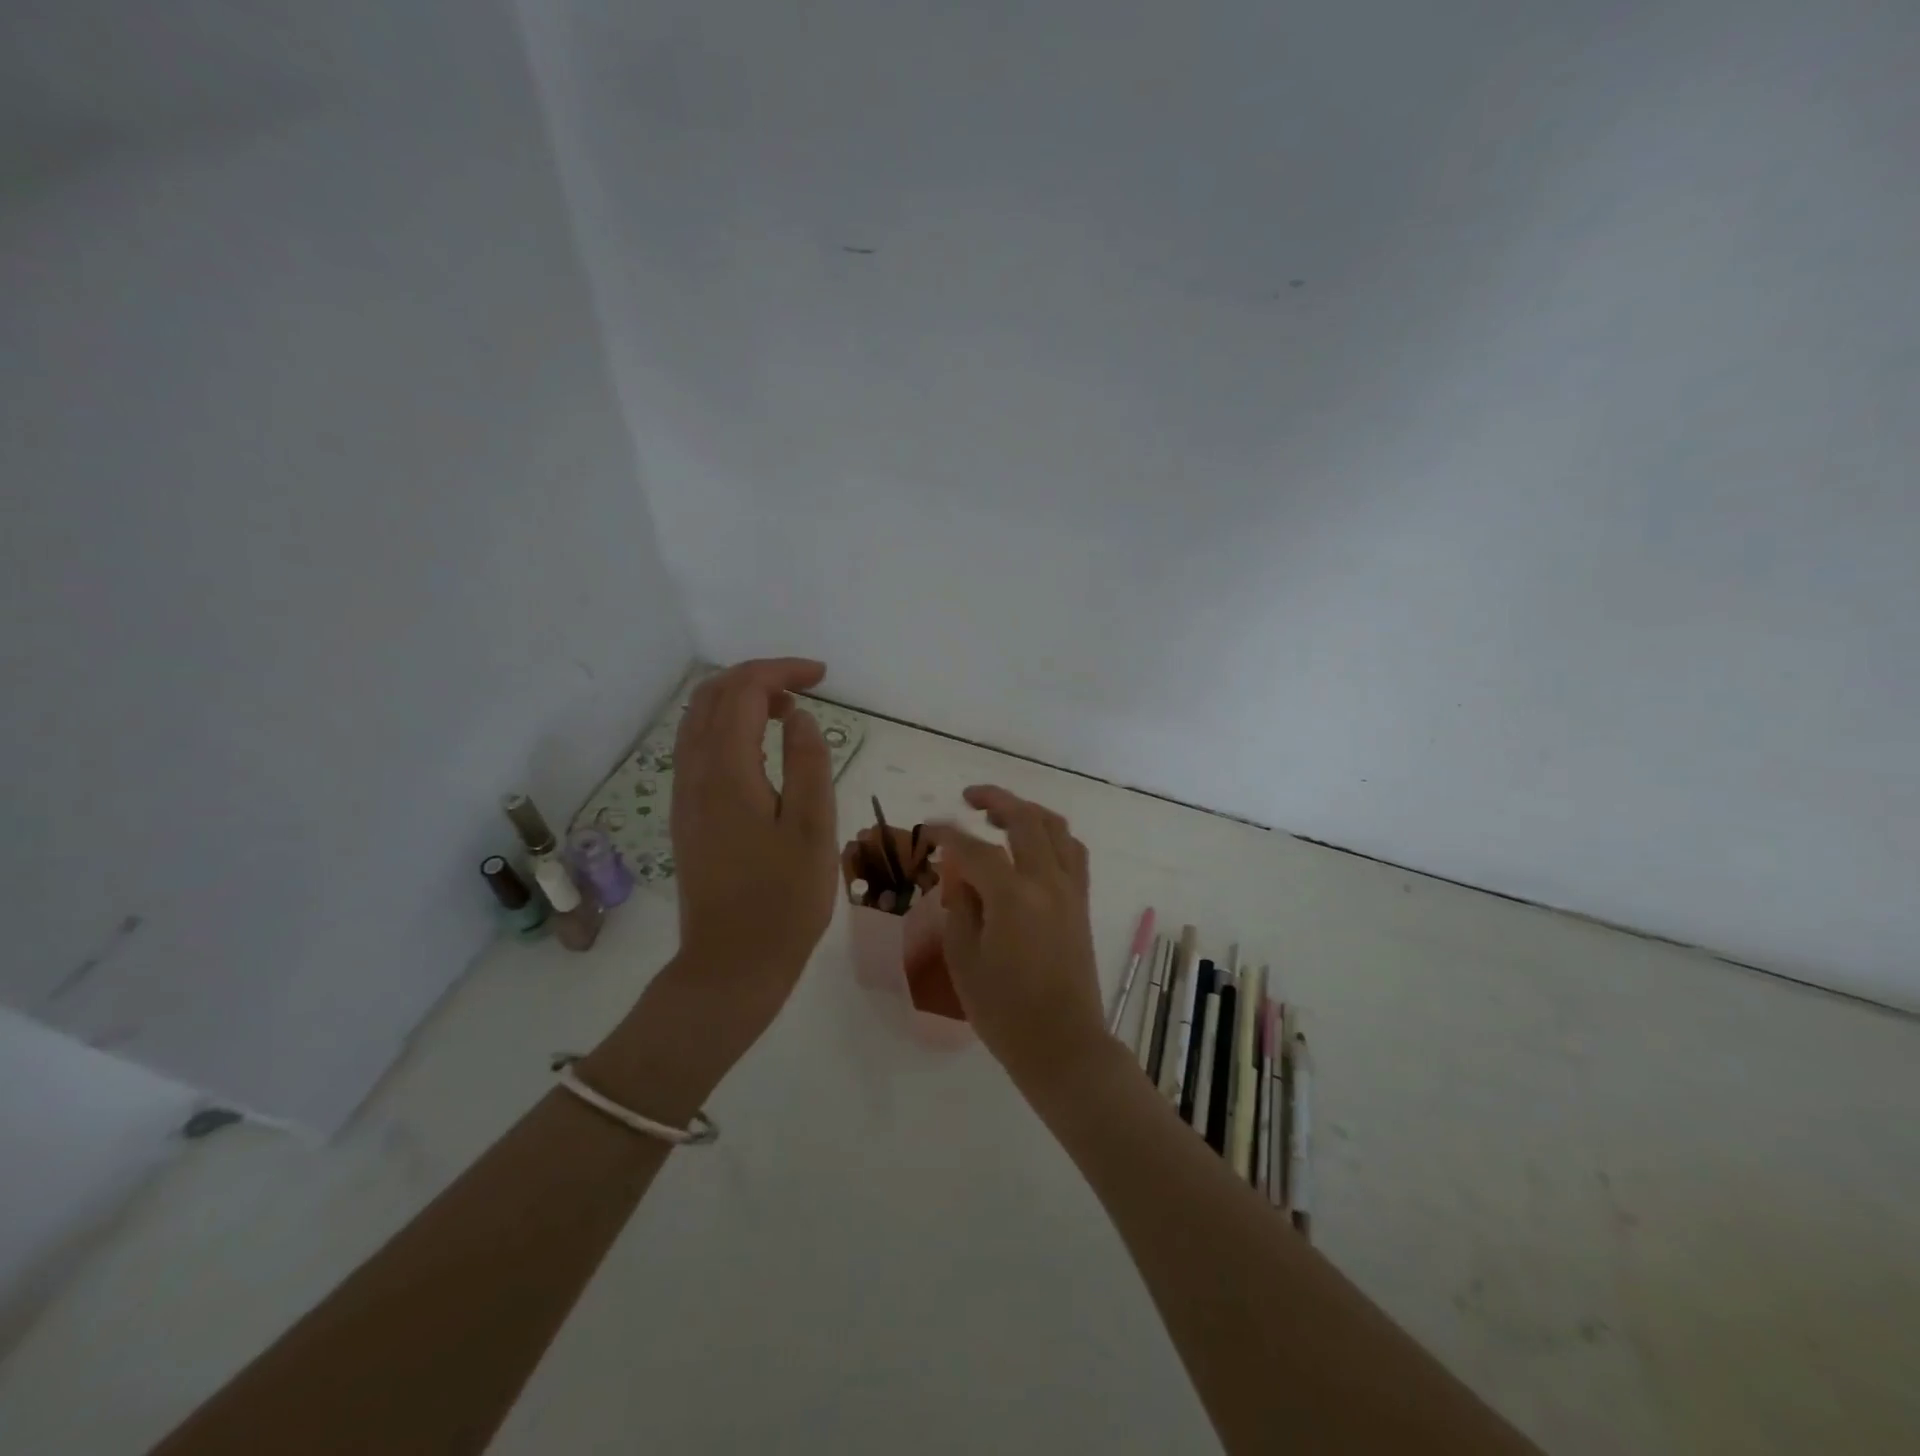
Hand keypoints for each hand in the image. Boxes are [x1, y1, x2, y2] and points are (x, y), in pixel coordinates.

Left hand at [668, 658, 839, 1035]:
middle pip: (712, 697)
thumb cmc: (782, 900)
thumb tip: (800, 717)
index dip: (782, 671)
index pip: (744, 692)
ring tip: (787, 713)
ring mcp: (684, 796)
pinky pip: (697, 748)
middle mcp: (695, 774)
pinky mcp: (686, 816)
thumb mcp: (812, 830)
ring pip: (699, 721)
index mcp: (727, 772)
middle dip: (758, 677)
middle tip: (805, 687)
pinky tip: (760, 750)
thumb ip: (808, 764)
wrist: (731, 965)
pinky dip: (727, 728)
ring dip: (740, 701)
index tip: (823, 677)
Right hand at [926, 786, 1106, 1094]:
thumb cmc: (1004, 1011)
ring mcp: (1070, 890)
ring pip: (1056, 828)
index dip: (948, 835)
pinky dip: (1051, 835)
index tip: (929, 830)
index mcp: (1013, 897)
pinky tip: (1032, 845)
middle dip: (995, 800)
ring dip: (1028, 811)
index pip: (975, 849)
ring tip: (1001, 814)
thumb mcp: (964, 960)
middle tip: (969, 797)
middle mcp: (1047, 882)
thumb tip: (960, 875)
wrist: (1062, 1044)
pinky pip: (1072, 852)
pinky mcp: (1082, 903)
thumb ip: (960, 908)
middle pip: (1025, 820)